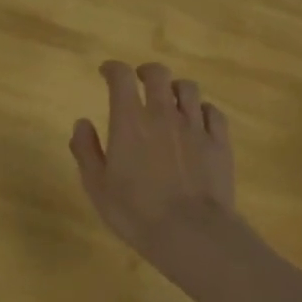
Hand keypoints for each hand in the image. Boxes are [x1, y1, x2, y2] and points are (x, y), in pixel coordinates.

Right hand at [69, 61, 240, 276]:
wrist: (191, 232)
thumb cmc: (136, 212)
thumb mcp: (97, 186)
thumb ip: (86, 150)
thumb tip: (82, 123)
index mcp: (130, 121)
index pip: (121, 78)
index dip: (112, 69)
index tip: (106, 72)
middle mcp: (163, 114)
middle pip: (158, 74)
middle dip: (146, 72)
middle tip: (140, 80)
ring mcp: (195, 126)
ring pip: (189, 89)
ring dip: (175, 88)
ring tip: (170, 99)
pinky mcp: (219, 142)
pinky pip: (213, 112)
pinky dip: (202, 110)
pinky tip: (198, 120)